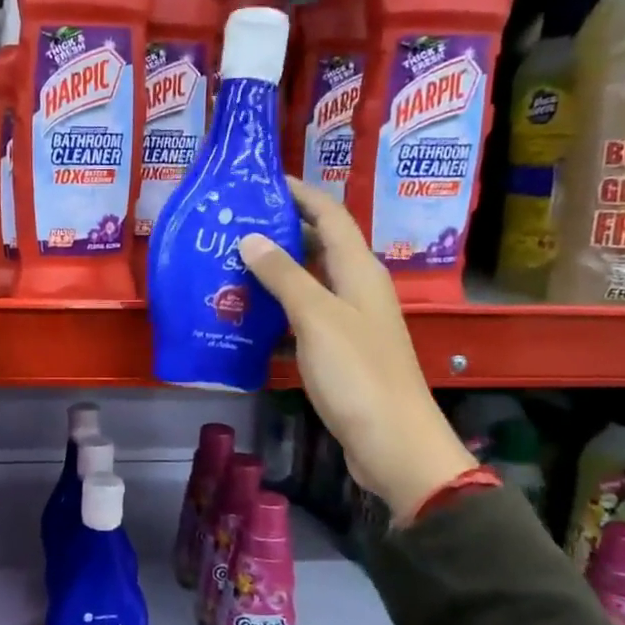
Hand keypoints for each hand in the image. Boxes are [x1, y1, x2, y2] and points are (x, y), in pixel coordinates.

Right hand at [240, 180, 475, 517]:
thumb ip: (284, 276)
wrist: (392, 443)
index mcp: (360, 270)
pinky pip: (305, 317)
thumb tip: (251, 237)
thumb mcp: (316, 317)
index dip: (301, 194)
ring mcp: (351, 322)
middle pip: (320, 247)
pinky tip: (249, 317)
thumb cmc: (357, 373)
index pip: (331, 215)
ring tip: (231, 265)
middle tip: (234, 225)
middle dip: (281, 231)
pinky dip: (279, 311)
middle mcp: (359, 289)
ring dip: (276, 273)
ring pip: (310, 284)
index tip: (263, 181)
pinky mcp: (341, 352)